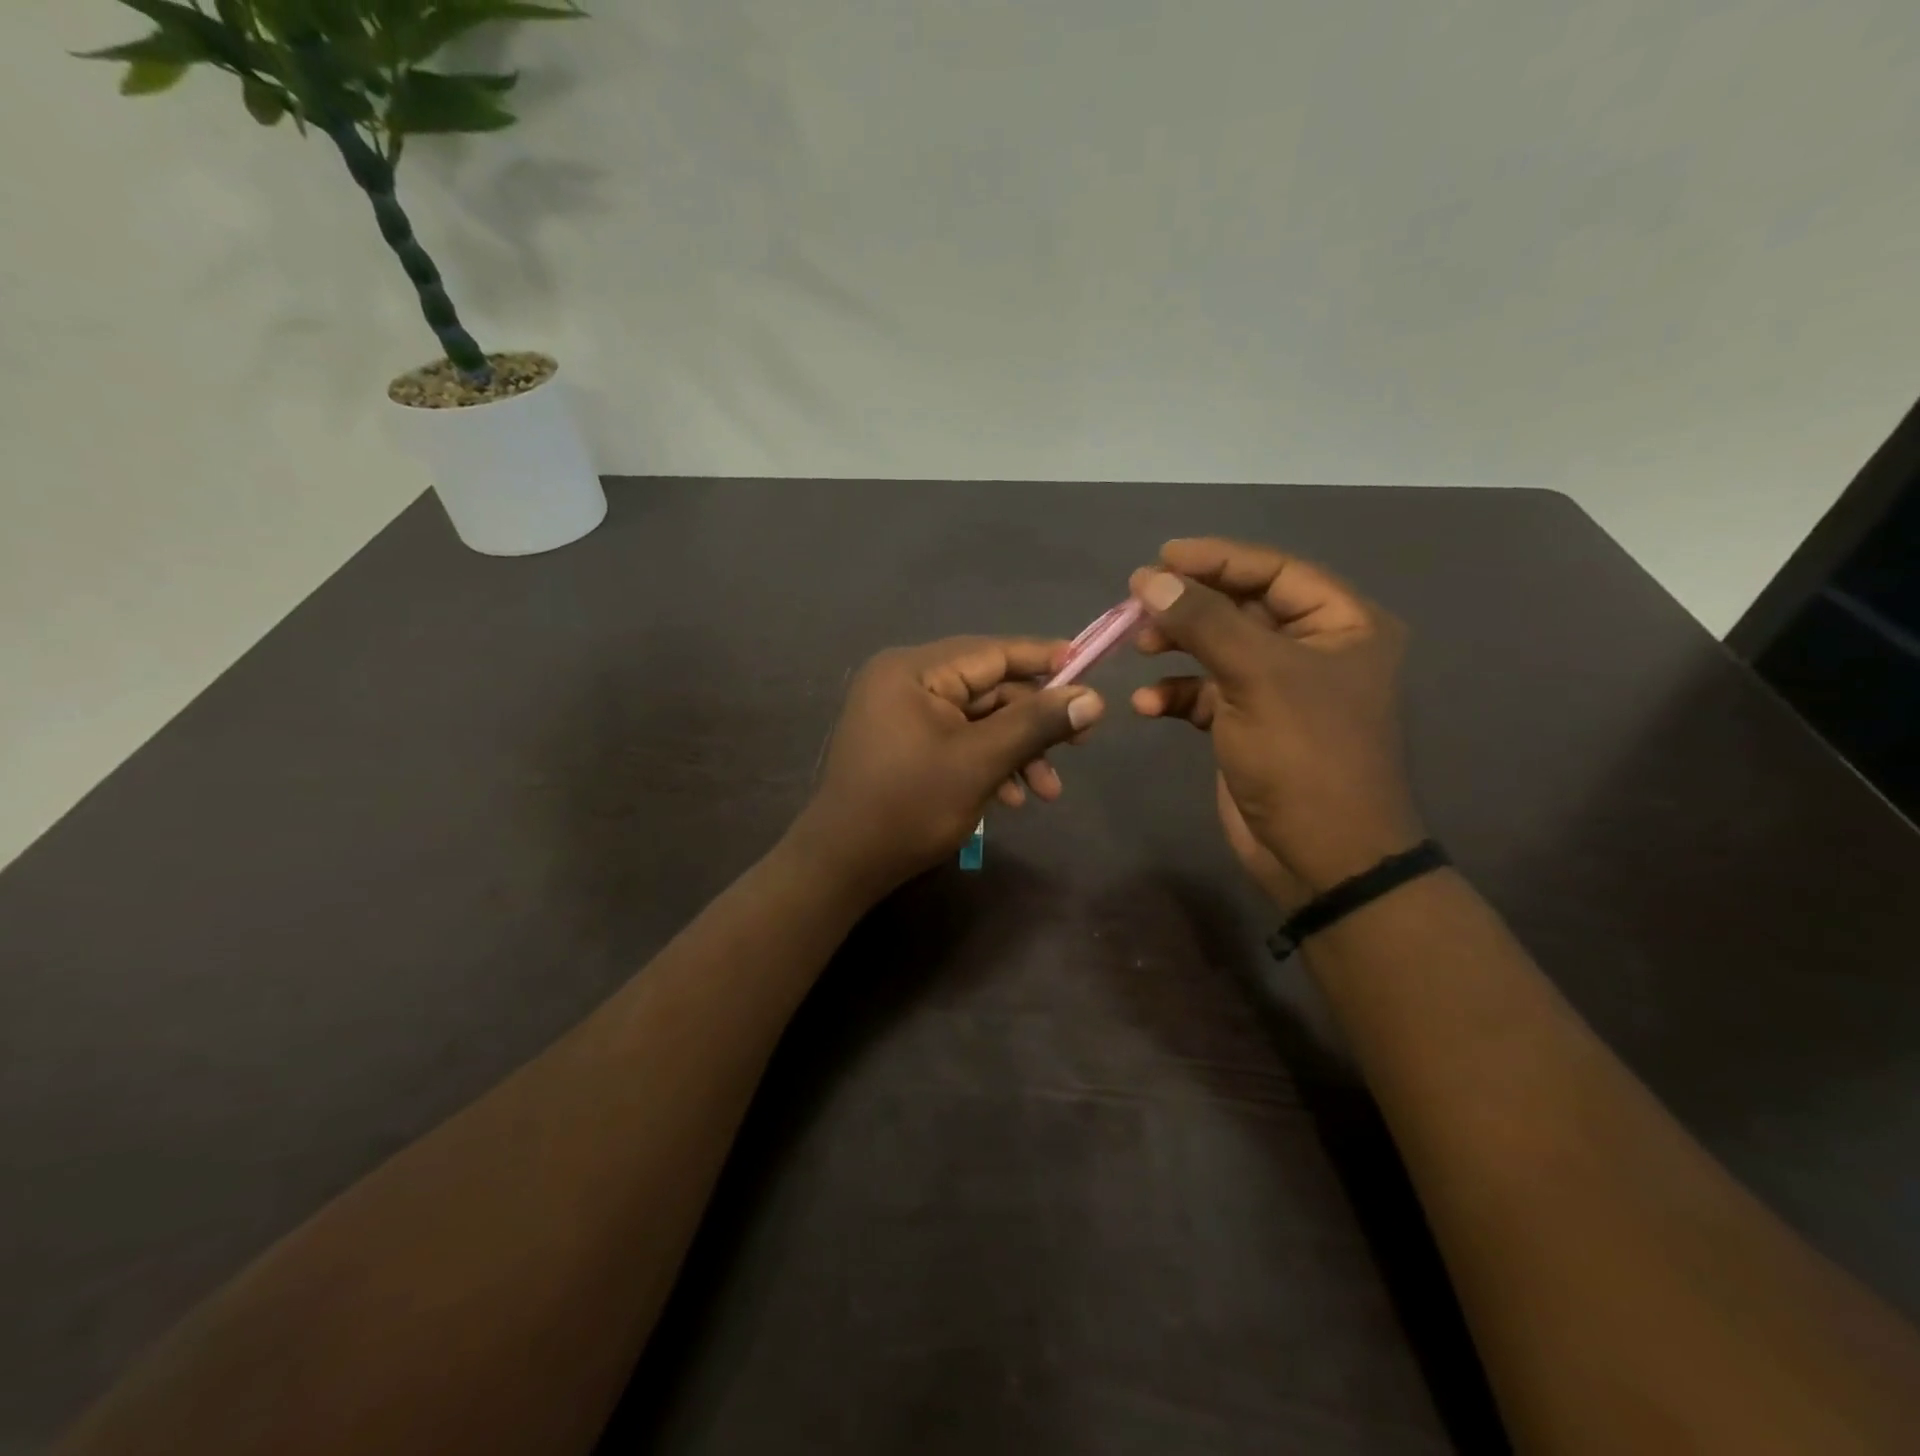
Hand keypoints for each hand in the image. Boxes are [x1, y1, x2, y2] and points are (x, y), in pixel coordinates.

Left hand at [795, 637, 1105, 895]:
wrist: (842, 864)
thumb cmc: (909, 806)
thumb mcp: (979, 762)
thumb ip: (1036, 724)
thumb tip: (1094, 699)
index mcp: (914, 670)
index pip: (992, 652)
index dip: (1045, 659)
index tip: (1090, 668)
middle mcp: (904, 680)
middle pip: (988, 688)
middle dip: (1033, 724)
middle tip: (1080, 747)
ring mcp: (901, 712)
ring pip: (977, 719)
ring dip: (1015, 751)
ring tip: (1046, 792)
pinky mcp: (903, 742)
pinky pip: (957, 739)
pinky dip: (987, 762)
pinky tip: (1011, 797)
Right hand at [1128, 538, 1422, 904]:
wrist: (1321, 856)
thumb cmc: (1305, 755)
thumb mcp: (1256, 676)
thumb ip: (1203, 620)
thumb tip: (1150, 578)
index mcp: (1341, 624)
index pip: (1273, 571)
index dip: (1217, 559)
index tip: (1160, 557)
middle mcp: (1313, 649)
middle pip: (1240, 607)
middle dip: (1188, 606)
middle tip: (1137, 606)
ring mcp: (1278, 689)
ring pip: (1217, 649)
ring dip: (1176, 647)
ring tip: (1139, 648)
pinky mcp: (1248, 724)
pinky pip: (1205, 694)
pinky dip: (1175, 694)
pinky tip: (1147, 705)